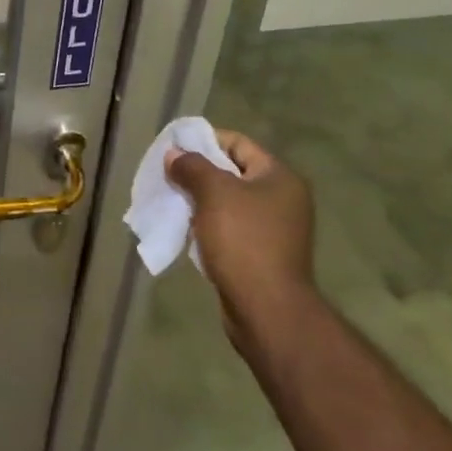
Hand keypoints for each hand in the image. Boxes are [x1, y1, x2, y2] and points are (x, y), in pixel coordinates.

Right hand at [166, 129, 315, 341]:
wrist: (267, 310)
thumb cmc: (243, 240)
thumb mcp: (213, 193)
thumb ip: (192, 167)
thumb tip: (174, 154)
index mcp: (279, 177)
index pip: (238, 143)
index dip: (204, 140)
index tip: (174, 148)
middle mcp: (283, 199)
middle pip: (233, 172)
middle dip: (198, 172)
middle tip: (169, 175)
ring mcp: (275, 230)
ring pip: (229, 202)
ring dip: (201, 200)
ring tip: (172, 201)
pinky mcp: (263, 255)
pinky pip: (230, 228)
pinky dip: (208, 224)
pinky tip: (187, 229)